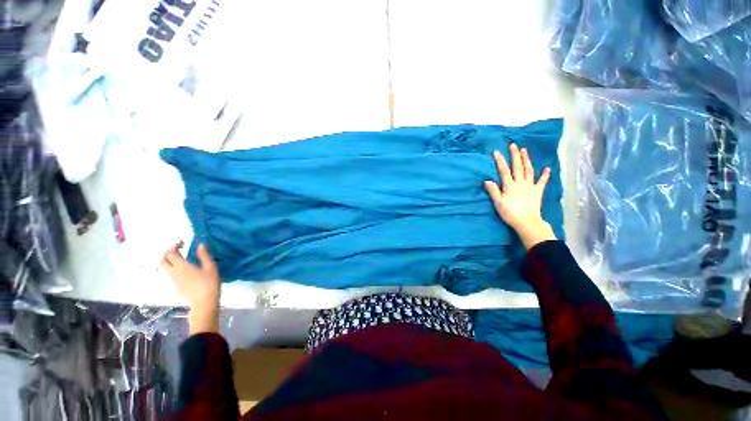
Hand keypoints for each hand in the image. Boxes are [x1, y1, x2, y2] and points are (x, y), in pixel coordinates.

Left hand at [161, 242, 220, 333]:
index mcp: (181, 266)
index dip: (174, 246)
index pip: (171, 253)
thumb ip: (204, 255)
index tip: (182, 242)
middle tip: (178, 250)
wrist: (204, 303)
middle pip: (162, 261)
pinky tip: (184, 271)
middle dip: (167, 253)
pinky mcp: (176, 287)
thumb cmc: (209, 283)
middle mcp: (173, 272)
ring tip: (181, 259)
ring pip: (166, 268)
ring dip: (170, 261)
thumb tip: (200, 244)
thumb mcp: (211, 267)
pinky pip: (171, 275)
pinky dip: (174, 269)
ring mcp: (173, 281)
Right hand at [484, 144, 556, 249]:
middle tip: (513, 145)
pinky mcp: (538, 191)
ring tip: (525, 151)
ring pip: (529, 170)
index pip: (504, 170)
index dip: (500, 161)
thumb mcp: (498, 203)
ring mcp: (530, 186)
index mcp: (510, 185)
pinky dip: (545, 175)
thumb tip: (487, 180)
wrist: (527, 222)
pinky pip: (542, 182)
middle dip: (515, 155)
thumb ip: (493, 191)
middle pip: (517, 167)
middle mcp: (520, 183)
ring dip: (527, 160)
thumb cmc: (510, 213)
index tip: (496, 152)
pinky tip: (547, 169)